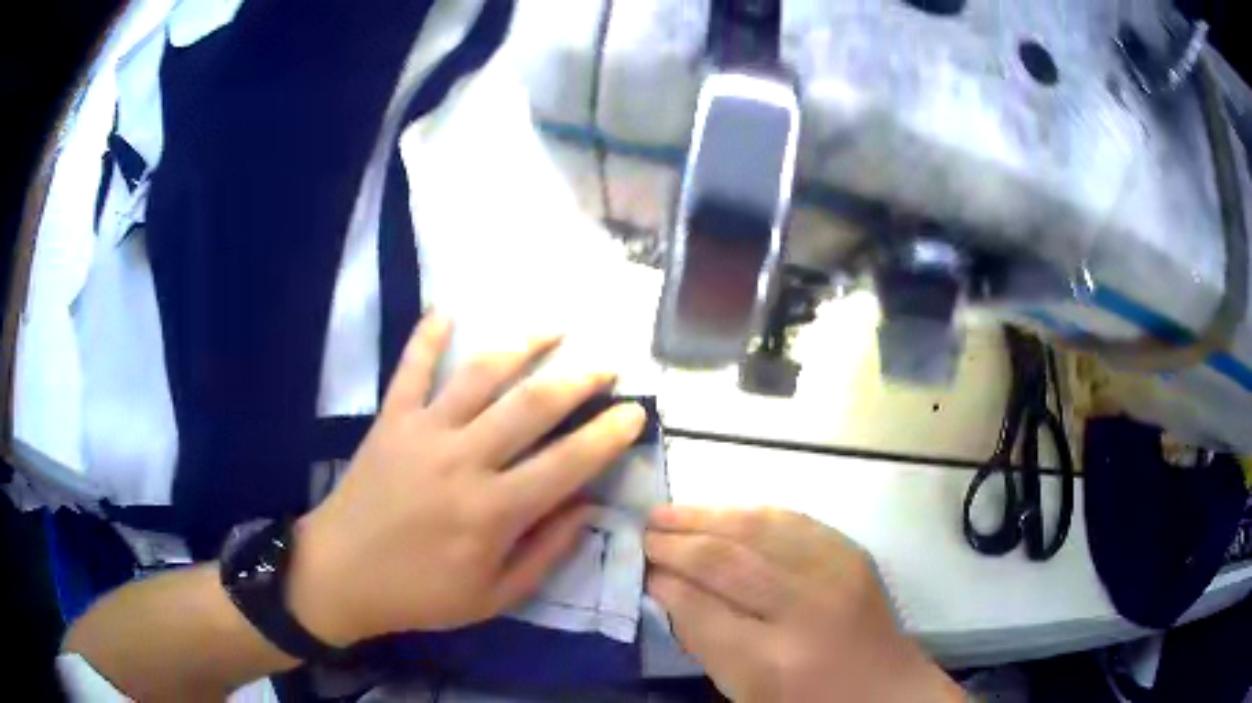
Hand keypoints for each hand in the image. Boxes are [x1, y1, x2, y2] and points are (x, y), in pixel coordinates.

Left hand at [287, 315, 646, 645]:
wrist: (340, 574)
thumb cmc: (420, 594)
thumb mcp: (494, 597)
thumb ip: (545, 553)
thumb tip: (588, 509)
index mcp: (492, 512)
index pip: (567, 464)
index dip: (608, 435)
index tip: (636, 412)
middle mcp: (462, 460)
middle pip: (531, 406)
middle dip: (579, 380)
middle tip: (608, 364)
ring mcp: (423, 432)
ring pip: (479, 375)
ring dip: (521, 345)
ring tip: (555, 326)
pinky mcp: (390, 420)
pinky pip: (410, 368)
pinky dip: (427, 335)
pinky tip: (446, 307)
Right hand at [646, 507, 962, 702]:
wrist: (883, 688)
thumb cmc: (804, 700)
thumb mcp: (743, 690)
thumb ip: (703, 640)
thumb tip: (668, 588)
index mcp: (771, 662)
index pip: (700, 609)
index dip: (664, 584)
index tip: (639, 568)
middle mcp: (805, 611)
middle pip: (725, 562)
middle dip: (676, 544)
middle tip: (642, 533)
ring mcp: (835, 574)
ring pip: (757, 528)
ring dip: (705, 516)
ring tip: (668, 513)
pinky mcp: (852, 553)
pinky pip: (792, 519)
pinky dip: (749, 512)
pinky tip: (723, 512)